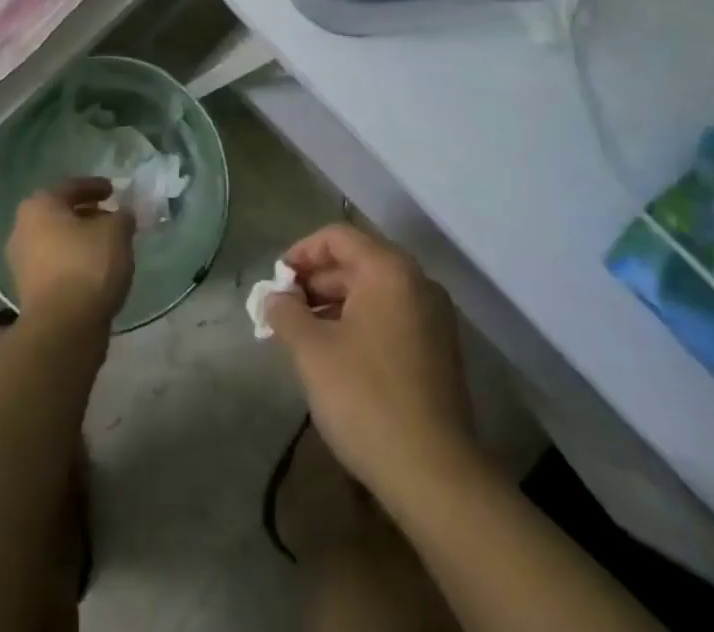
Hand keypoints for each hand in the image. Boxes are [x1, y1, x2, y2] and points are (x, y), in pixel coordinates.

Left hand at [7, 179, 135, 330]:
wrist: (63, 328)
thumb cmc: (88, 265)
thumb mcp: (117, 231)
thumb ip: (122, 216)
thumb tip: (122, 215)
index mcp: (39, 206)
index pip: (71, 187)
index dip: (96, 186)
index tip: (114, 191)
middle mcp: (23, 229)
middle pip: (61, 214)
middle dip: (88, 214)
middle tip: (113, 217)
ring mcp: (22, 262)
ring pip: (58, 241)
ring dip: (82, 240)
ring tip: (110, 245)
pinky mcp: (28, 291)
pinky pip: (57, 265)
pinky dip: (75, 262)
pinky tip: (97, 269)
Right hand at [264, 224, 474, 500]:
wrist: (435, 476)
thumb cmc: (367, 399)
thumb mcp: (312, 352)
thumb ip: (286, 314)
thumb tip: (274, 298)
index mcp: (389, 270)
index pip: (337, 237)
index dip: (301, 253)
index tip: (275, 282)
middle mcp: (417, 282)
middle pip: (357, 262)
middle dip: (315, 282)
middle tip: (283, 311)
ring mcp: (433, 318)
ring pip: (373, 292)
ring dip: (334, 305)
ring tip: (301, 335)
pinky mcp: (439, 351)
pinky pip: (391, 317)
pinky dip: (359, 324)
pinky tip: (335, 355)